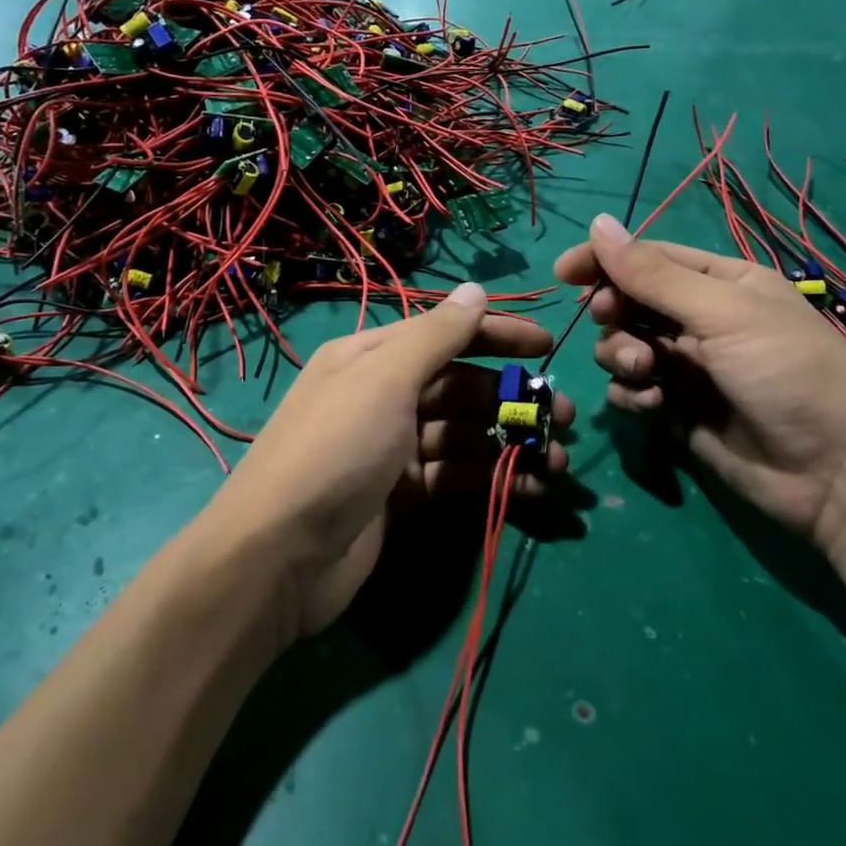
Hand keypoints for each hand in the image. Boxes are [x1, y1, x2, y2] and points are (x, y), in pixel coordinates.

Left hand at [208, 282, 573, 642]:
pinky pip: (459, 479)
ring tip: (559, 460)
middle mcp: (384, 398)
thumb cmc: (336, 449)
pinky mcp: (404, 499)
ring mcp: (394, 451)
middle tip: (566, 416)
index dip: (496, 335)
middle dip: (513, 398)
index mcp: (372, 359)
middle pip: (460, 388)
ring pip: (466, 437)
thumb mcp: (385, 379)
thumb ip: (436, 335)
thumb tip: (475, 290)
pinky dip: (495, 481)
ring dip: (512, 444)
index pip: (445, 335)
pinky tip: (533, 490)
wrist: (279, 555)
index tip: (547, 346)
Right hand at [555, 215, 845, 552]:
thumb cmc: (789, 374)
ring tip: (647, 373)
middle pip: (631, 301)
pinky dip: (632, 394)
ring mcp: (687, 368)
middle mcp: (701, 321)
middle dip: (616, 312)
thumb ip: (654, 275)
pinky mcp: (677, 411)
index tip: (564, 272)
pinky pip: (632, 390)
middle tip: (613, 320)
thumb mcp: (724, 314)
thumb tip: (598, 223)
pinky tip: (653, 406)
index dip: (605, 260)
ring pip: (624, 346)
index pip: (649, 258)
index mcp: (722, 284)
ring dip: (622, 354)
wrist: (837, 476)